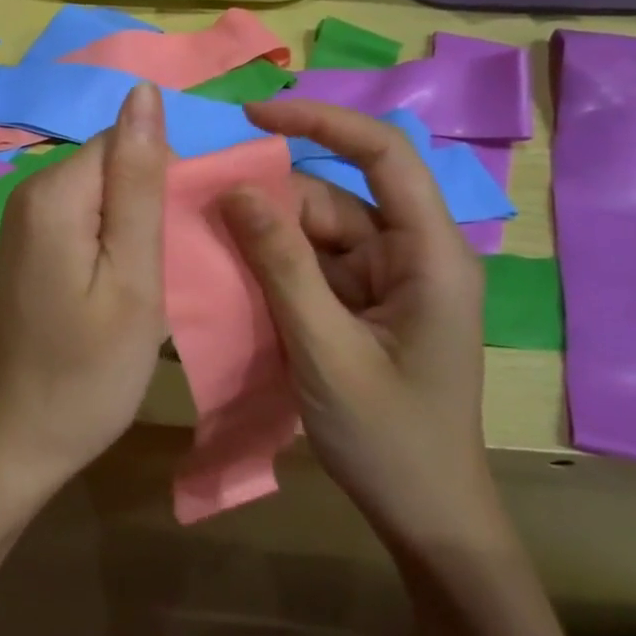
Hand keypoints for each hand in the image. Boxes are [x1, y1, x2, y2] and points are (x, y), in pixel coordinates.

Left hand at [0, 83, 169, 509]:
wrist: (19, 440)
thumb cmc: (88, 371)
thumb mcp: (133, 277)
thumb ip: (140, 182)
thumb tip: (142, 91)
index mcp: (54, 192)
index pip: (126, 140)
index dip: (166, 181)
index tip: (182, 238)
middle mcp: (30, 192)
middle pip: (112, 162)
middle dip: (151, 202)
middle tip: (169, 268)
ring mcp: (24, 221)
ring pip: (103, 192)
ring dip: (135, 226)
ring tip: (150, 282)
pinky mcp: (28, 246)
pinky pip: (84, 218)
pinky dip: (112, 243)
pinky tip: (121, 287)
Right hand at [218, 99, 502, 558]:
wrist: (427, 518)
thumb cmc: (389, 439)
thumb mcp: (324, 349)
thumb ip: (281, 266)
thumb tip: (235, 191)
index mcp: (430, 254)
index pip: (383, 155)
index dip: (321, 122)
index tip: (254, 116)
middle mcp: (413, 254)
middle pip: (335, 199)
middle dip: (272, 203)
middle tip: (204, 212)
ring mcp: (389, 281)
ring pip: (318, 233)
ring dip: (267, 239)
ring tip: (210, 248)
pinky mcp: (366, 305)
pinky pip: (314, 267)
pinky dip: (275, 268)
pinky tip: (235, 277)